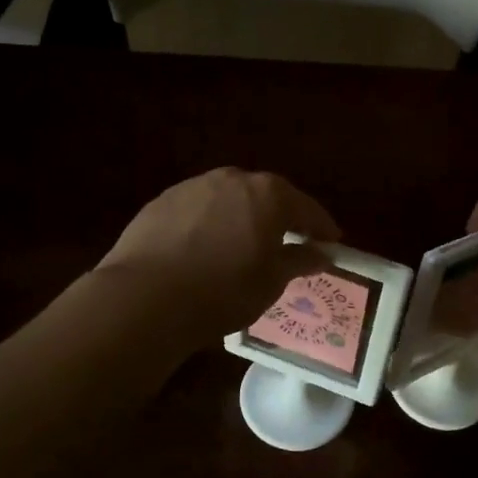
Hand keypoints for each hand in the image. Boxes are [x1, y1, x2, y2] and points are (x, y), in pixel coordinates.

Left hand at [97, 169, 339, 345]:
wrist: (146, 297)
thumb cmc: (224, 290)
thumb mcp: (271, 281)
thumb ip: (300, 260)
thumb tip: (323, 254)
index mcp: (269, 195)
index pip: (307, 208)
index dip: (322, 227)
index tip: (332, 242)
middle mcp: (233, 179)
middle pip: (267, 196)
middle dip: (281, 217)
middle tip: (290, 241)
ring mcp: (194, 187)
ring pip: (230, 200)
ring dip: (242, 217)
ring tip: (244, 245)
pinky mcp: (162, 201)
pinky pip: (199, 210)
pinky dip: (210, 224)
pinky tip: (205, 249)